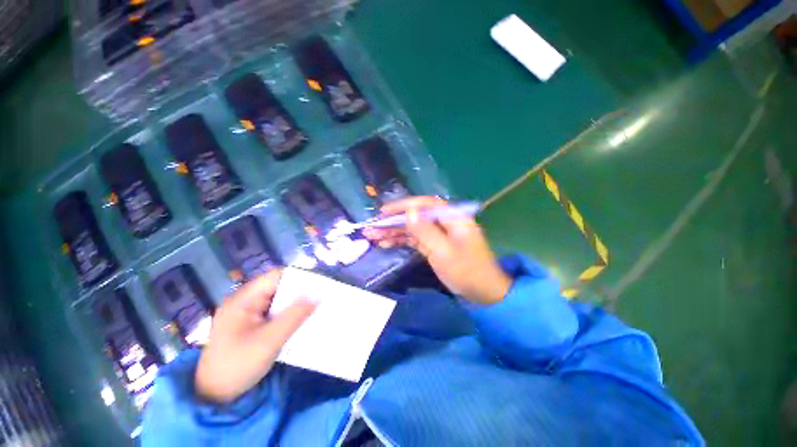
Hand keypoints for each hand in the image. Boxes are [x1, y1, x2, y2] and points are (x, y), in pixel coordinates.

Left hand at [195, 269, 316, 403]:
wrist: (212, 397)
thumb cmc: (237, 366)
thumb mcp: (269, 341)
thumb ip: (295, 316)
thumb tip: (319, 295)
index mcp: (243, 299)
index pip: (276, 276)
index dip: (298, 276)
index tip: (319, 284)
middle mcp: (244, 301)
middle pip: (278, 287)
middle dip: (299, 291)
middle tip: (321, 297)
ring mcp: (246, 314)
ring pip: (277, 300)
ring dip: (295, 304)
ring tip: (315, 307)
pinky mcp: (250, 325)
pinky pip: (274, 312)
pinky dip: (288, 314)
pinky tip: (300, 320)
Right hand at [364, 196, 511, 304]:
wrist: (483, 293)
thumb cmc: (466, 272)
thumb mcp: (443, 252)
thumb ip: (425, 231)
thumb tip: (409, 211)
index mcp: (453, 218)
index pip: (425, 204)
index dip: (403, 205)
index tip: (384, 212)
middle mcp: (445, 222)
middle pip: (416, 216)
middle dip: (394, 221)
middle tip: (373, 227)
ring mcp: (439, 234)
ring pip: (413, 228)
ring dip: (394, 231)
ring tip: (373, 236)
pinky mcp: (435, 245)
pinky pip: (416, 239)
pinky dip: (401, 240)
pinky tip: (386, 243)